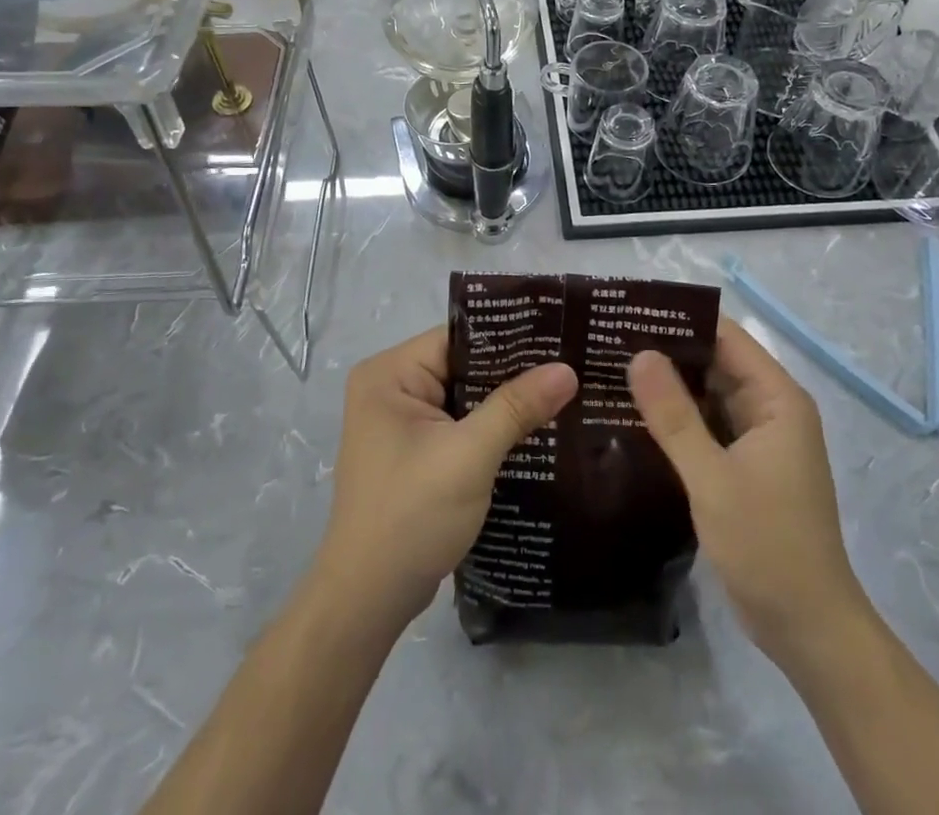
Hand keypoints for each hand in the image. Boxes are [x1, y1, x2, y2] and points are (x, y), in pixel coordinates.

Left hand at [315, 326, 577, 631]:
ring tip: (563, 391)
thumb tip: (567, 369)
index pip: (457, 338)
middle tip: (570, 364)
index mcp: (389, 373)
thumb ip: (516, 407)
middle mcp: (390, 388)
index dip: (508, 337)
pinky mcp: (413, 452)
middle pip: (462, 366)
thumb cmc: (411, 514)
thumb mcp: (469, 455)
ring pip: (464, 397)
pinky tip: (534, 429)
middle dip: (512, 372)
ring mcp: (400, 422)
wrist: (368, 600)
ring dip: (504, 402)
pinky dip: (490, 428)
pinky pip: (459, 424)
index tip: (558, 337)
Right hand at [628, 317, 862, 665]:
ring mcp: (758, 439)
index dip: (680, 319)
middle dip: (667, 351)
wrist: (807, 630)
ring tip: (609, 368)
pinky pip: (707, 426)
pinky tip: (632, 415)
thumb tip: (638, 353)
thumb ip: (674, 415)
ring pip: (708, 396)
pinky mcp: (744, 466)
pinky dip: (676, 419)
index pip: (725, 336)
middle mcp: (770, 409)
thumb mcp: (712, 477)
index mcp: (777, 399)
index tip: (629, 312)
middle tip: (607, 339)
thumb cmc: (767, 545)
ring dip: (668, 386)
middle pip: (715, 362)